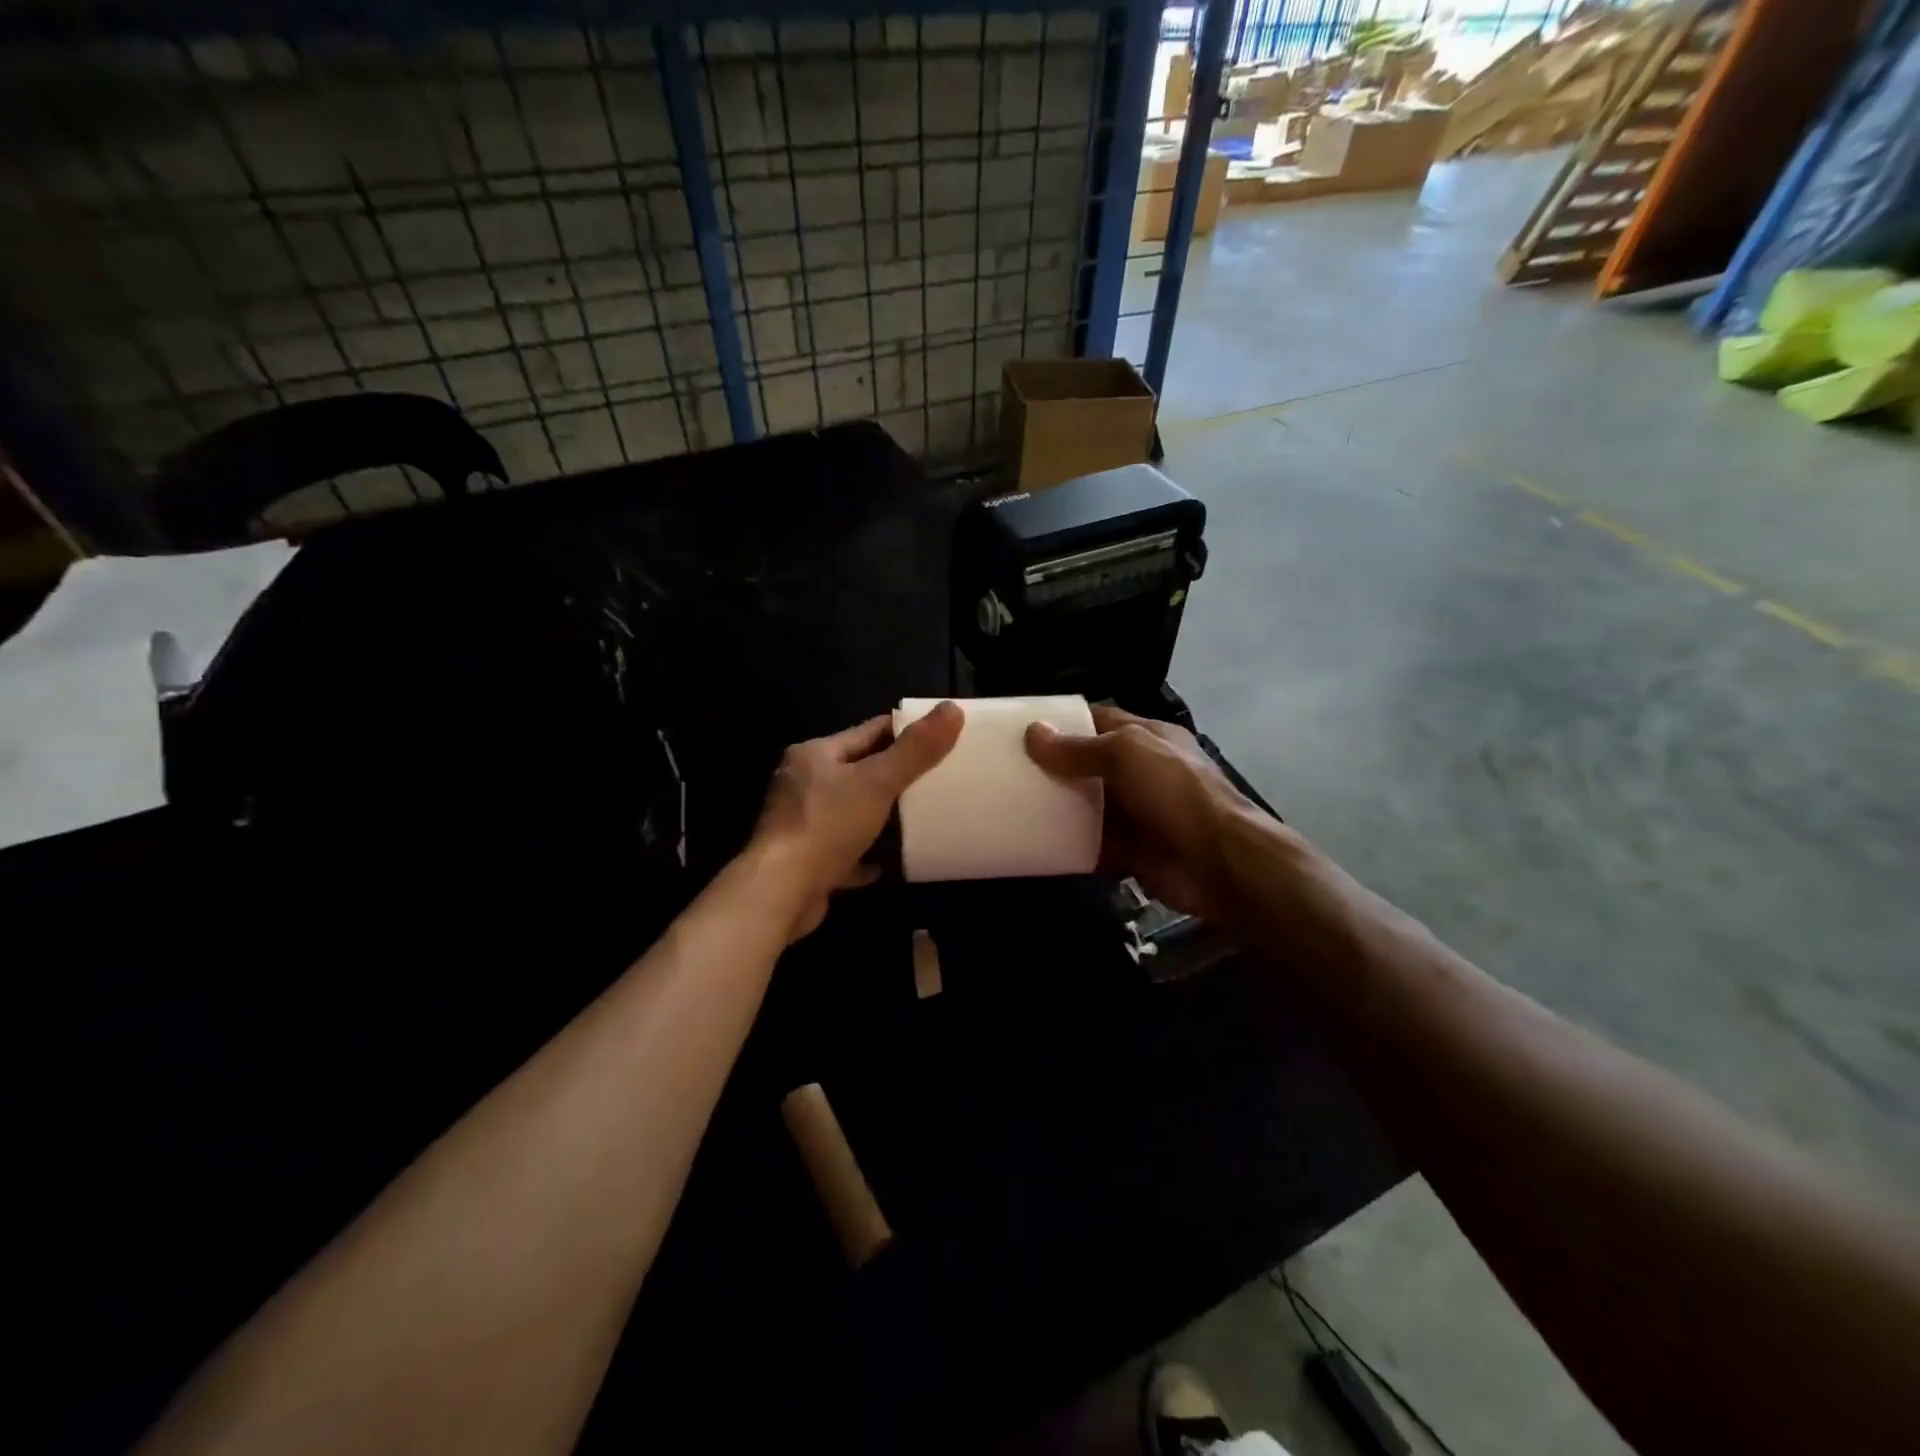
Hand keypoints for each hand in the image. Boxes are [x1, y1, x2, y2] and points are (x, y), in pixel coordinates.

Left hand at [753, 703, 962, 940]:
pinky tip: (889, 861)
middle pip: (858, 771)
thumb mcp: (878, 782)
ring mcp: (800, 823)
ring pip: (849, 811)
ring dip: (880, 815)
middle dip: (894, 775)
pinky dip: (866, 853)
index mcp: (815, 755)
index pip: (868, 732)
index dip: (904, 731)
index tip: (938, 736)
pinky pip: (843, 851)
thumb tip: (952, 708)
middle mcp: (802, 784)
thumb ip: (915, 749)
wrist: (781, 892)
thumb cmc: (827, 825)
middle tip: (936, 778)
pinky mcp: (804, 860)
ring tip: (919, 816)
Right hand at [1025, 705, 1252, 920]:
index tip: (1023, 729)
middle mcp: (1141, 772)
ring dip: (1057, 808)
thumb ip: (1079, 747)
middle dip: (1054, 767)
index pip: (1099, 721)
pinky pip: (1091, 845)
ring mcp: (1136, 814)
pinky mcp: (1130, 851)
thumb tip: (1033, 733)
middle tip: (1008, 770)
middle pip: (1089, 765)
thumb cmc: (1175, 792)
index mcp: (1147, 738)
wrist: (1218, 861)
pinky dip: (1067, 846)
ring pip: (1087, 807)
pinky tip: (1034, 843)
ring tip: (1012, 805)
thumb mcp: (1126, 754)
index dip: (1063, 722)